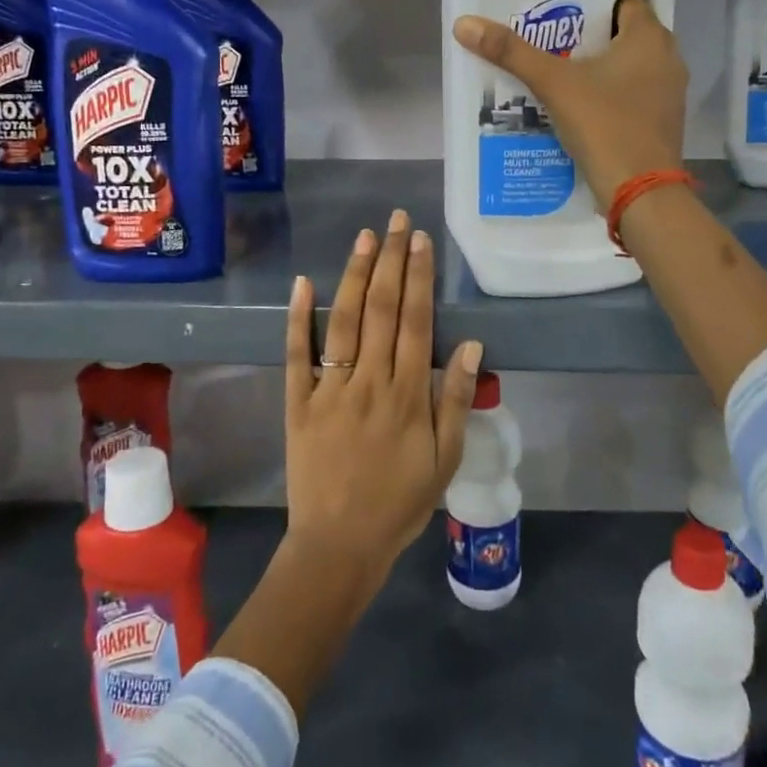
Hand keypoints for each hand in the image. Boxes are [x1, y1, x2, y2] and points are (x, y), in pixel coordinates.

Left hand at [283, 210, 482, 588]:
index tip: (419, 241)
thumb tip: (470, 345)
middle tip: (395, 221)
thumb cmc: (399, 503)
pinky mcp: (298, 402)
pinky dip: (299, 318)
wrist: (339, 545)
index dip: (418, 277)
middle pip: (381, 310)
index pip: (415, 321)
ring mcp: (330, 389)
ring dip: (354, 275)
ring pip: (344, 322)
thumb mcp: (444, 460)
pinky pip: (297, 354)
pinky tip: (303, 283)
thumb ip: (455, 400)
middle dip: (390, 260)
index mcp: (408, 395)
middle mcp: (369, 381)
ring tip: (364, 237)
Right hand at [453, 0, 686, 209]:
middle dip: (586, 32)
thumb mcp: (553, 84)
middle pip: (622, 32)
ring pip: (627, 65)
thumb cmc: (604, 125)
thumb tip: (464, 24)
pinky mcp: (660, 120)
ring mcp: (667, 92)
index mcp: (650, 37)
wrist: (639, 193)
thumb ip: (511, 52)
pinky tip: (575, 101)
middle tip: (546, 32)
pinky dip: (606, 91)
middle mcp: (667, 58)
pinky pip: (630, 92)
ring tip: (553, 65)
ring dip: (596, 64)